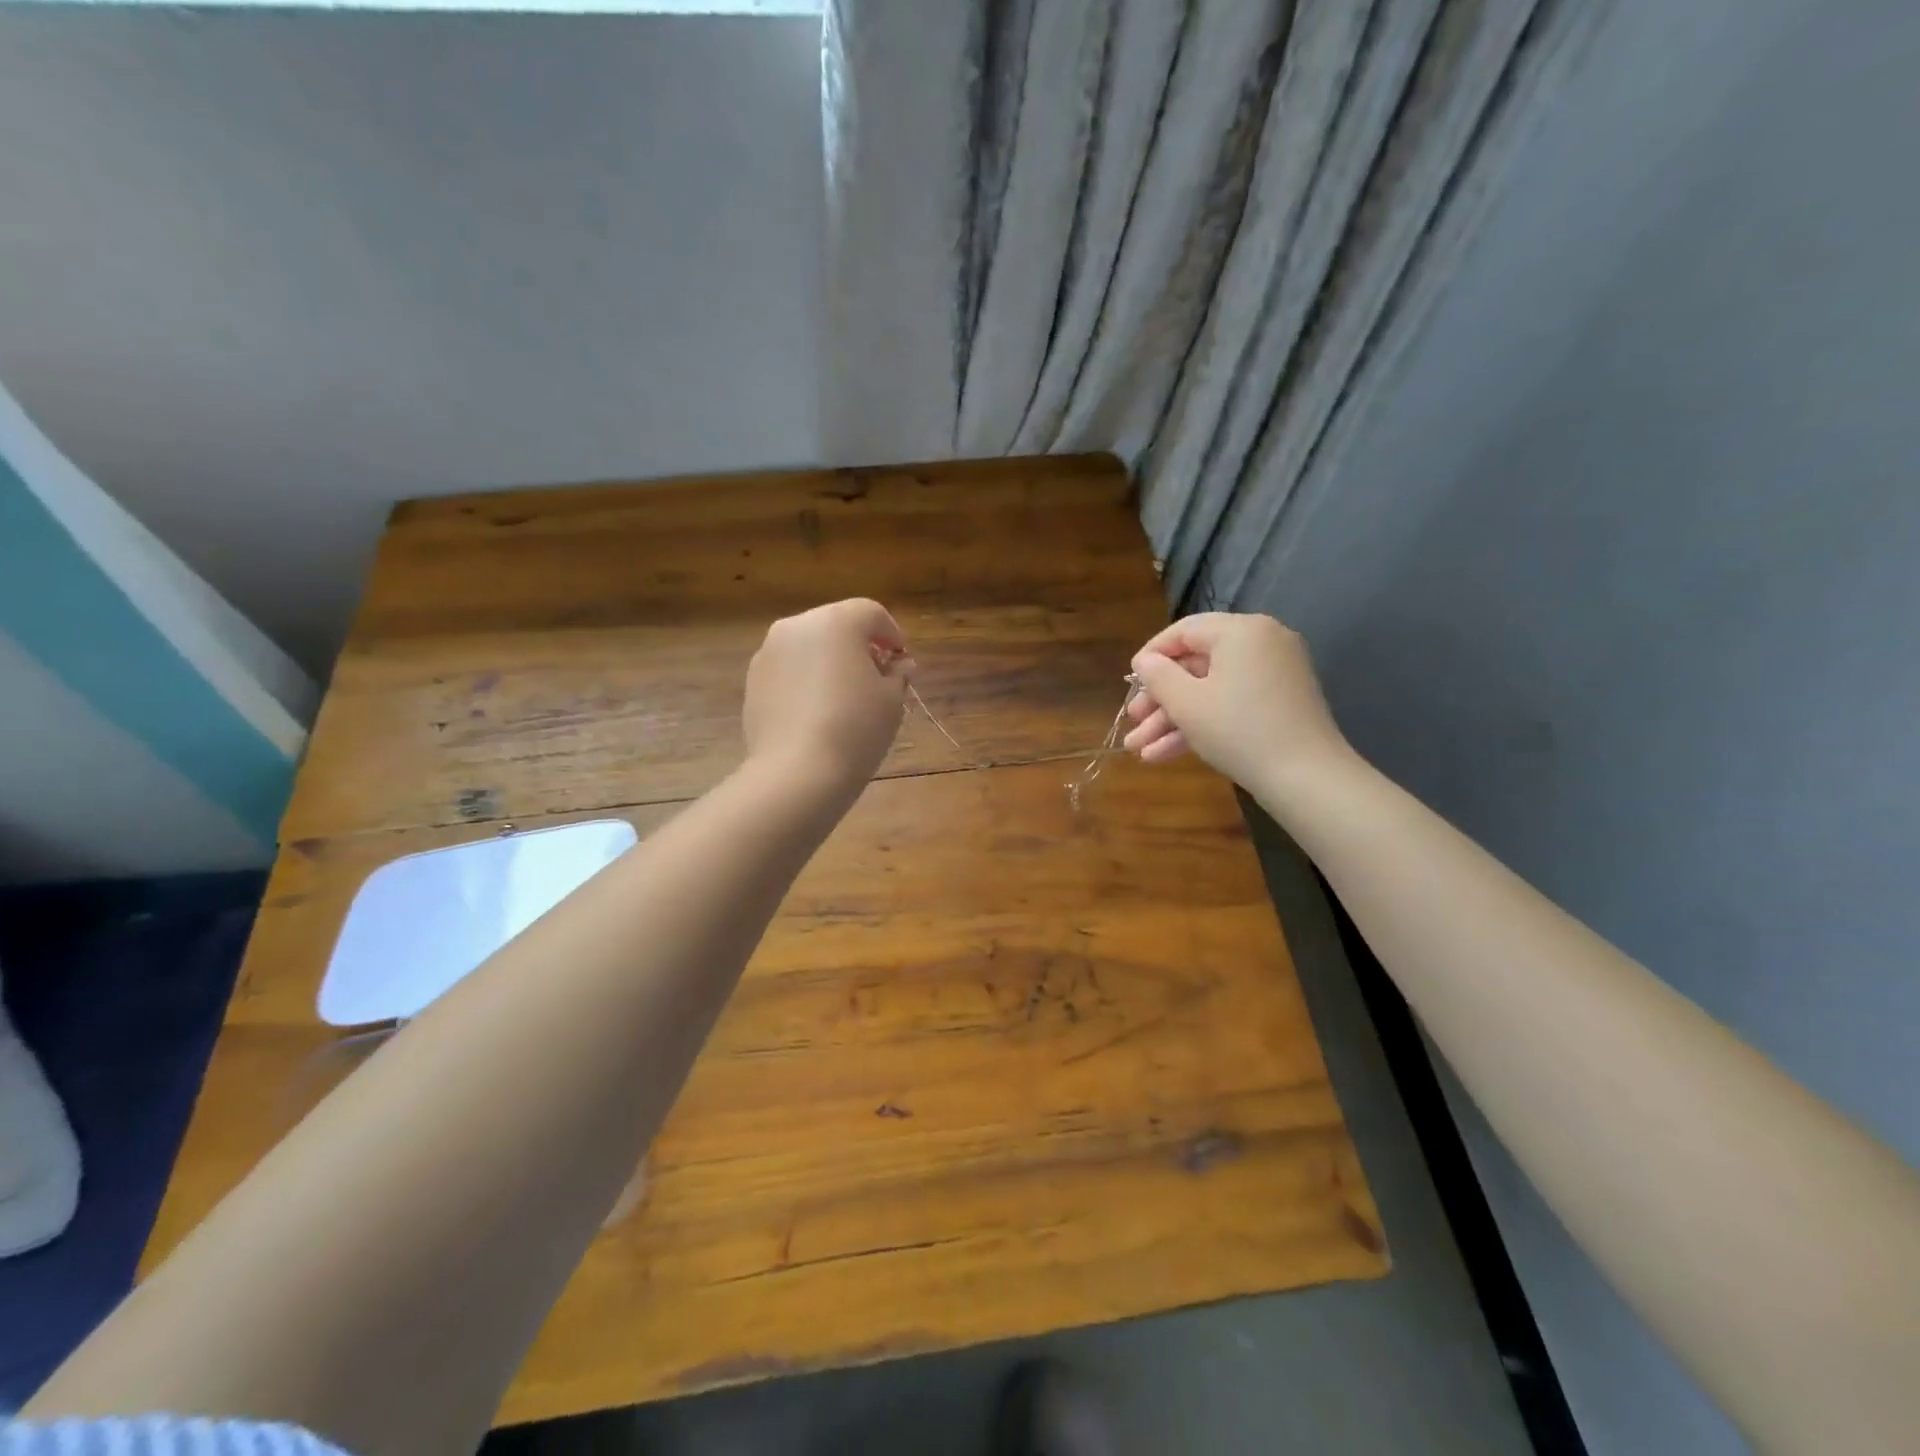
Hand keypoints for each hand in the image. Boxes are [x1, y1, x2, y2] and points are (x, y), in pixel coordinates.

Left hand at [743, 598, 914, 797]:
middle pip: (836, 625)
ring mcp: (768, 653)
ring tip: (844, 697)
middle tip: (876, 677)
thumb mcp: (891, 701)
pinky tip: (816, 713)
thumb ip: (897, 674)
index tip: (902, 661)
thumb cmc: (855, 729)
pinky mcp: (752, 681)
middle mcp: (797, 627)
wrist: (796, 772)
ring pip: (808, 647)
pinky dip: (805, 680)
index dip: (893, 634)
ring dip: (828, 662)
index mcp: (836, 622)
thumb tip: (898, 666)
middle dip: (859, 645)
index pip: (871, 613)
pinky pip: (788, 670)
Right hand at [1123, 612, 1350, 791]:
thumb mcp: (1186, 703)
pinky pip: (1232, 703)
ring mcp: (1274, 674)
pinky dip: (1203, 723)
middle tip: (1133, 721)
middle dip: (1160, 699)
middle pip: (1196, 665)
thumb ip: (1158, 676)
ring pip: (1211, 690)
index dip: (1151, 656)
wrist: (1306, 777)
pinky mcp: (1280, 703)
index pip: (1184, 631)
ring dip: (1174, 719)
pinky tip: (1165, 754)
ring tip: (1139, 749)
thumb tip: (1145, 662)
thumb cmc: (1238, 730)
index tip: (1129, 682)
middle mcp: (1262, 643)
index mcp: (1241, 631)